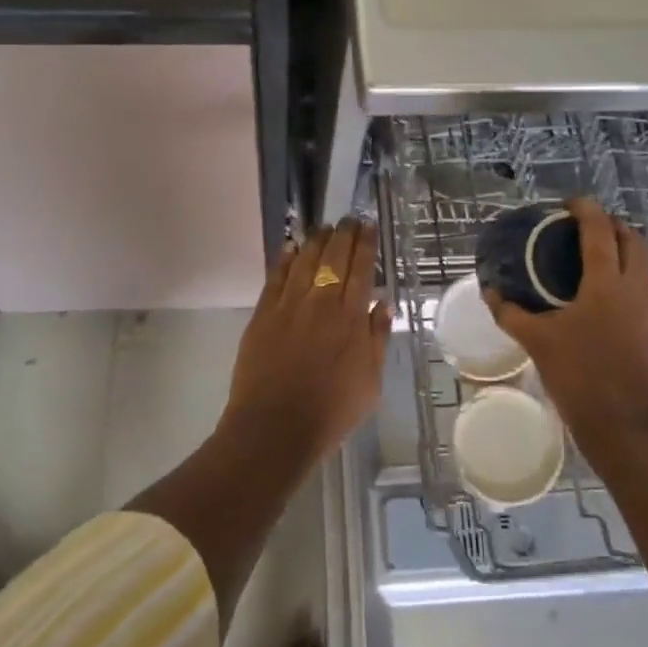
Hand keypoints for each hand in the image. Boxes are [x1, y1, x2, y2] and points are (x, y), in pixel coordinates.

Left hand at [221, 219, 391, 472]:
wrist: (275, 427)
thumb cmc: (331, 411)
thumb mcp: (370, 382)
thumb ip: (377, 339)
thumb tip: (383, 303)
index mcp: (351, 318)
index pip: (361, 268)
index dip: (365, 244)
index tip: (368, 226)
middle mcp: (321, 302)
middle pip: (333, 256)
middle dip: (343, 233)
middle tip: (348, 219)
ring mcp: (289, 305)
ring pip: (304, 260)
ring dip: (316, 239)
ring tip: (324, 227)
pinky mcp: (263, 313)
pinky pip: (276, 276)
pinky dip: (285, 258)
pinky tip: (291, 247)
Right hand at [485, 198, 647, 464]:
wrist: (625, 430)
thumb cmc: (579, 379)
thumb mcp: (537, 343)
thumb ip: (510, 314)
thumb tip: (490, 292)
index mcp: (607, 285)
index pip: (601, 231)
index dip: (586, 210)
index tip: (568, 204)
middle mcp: (635, 290)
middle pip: (634, 240)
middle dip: (612, 225)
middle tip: (584, 226)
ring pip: (645, 265)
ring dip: (623, 250)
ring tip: (592, 256)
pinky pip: (644, 289)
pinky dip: (627, 277)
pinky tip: (602, 296)